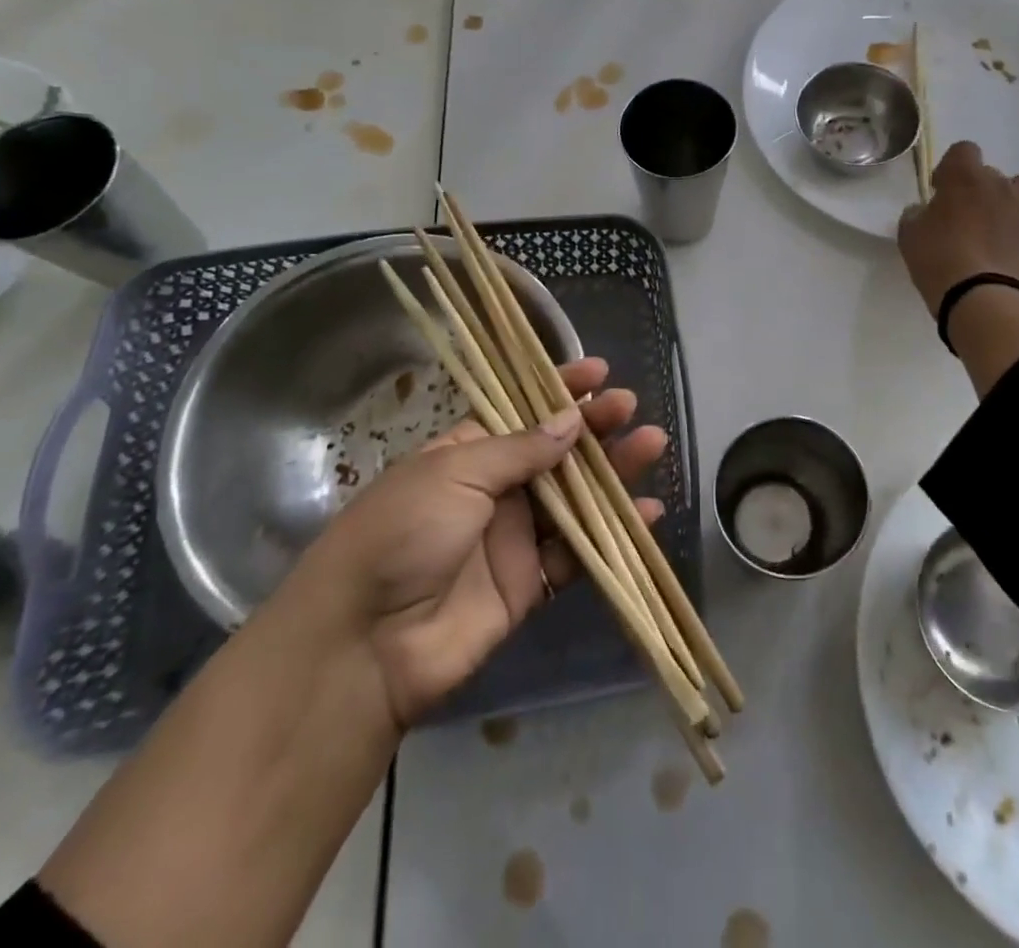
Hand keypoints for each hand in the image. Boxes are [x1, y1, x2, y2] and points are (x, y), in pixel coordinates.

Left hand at [296, 356, 666, 732]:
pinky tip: (648, 512)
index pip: (520, 411)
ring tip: (652, 445)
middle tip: (630, 408)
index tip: (598, 373)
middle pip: (555, 452)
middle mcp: (493, 490)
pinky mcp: (529, 584)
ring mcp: (513, 537)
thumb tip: (570, 421)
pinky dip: (614, 533)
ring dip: (614, 474)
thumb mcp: (454, 474)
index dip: (558, 391)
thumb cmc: (403, 534)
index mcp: (466, 453)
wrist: (365, 645)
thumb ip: (519, 450)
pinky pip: (579, 552)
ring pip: (575, 498)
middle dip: (594, 428)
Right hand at [898, 141, 1018, 315]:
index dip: (951, 171)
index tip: (942, 194)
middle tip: (967, 224)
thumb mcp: (909, 235)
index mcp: (964, 177)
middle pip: (991, 175)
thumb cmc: (938, 261)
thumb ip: (917, 214)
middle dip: (979, 194)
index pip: (963, 151)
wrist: (981, 297)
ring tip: (1001, 233)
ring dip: (1012, 203)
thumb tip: (925, 210)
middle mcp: (1002, 183)